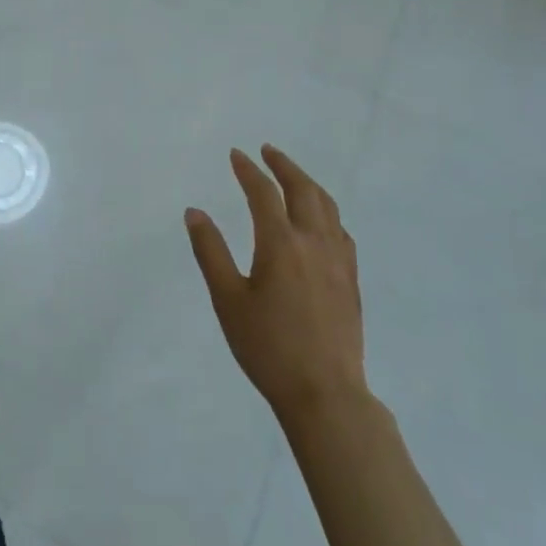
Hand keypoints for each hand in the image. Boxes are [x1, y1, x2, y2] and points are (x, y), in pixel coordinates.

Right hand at [186, 146, 367, 418]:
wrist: (326, 395)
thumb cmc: (269, 348)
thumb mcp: (228, 300)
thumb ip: (210, 252)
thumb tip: (195, 212)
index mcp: (281, 244)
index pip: (263, 193)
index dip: (248, 170)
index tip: (236, 154)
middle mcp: (314, 242)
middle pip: (303, 189)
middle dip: (284, 165)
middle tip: (268, 151)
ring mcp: (338, 260)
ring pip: (328, 207)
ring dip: (308, 183)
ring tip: (294, 176)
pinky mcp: (351, 280)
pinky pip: (341, 231)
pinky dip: (327, 212)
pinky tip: (321, 222)